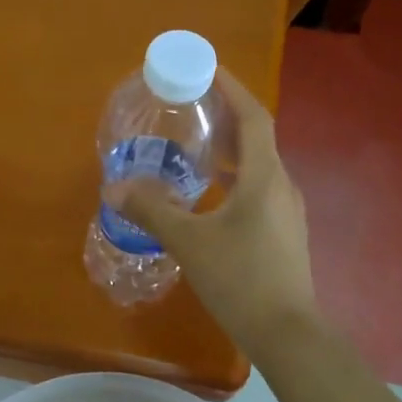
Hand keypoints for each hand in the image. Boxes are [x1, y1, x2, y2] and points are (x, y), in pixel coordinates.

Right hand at [119, 69, 318, 358]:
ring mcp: (287, 213)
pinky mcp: (284, 236)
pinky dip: (235, 182)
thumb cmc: (239, 278)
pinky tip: (211, 200)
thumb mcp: (189, 242)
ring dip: (230, 153)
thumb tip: (114, 187)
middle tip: (192, 109)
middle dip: (226, 119)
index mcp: (264, 176)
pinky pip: (259, 193)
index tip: (208, 69)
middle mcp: (282, 186)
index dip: (232, 89)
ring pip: (258, 169)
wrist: (286, 332)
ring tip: (196, 151)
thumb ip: (152, 211)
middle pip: (257, 139)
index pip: (253, 116)